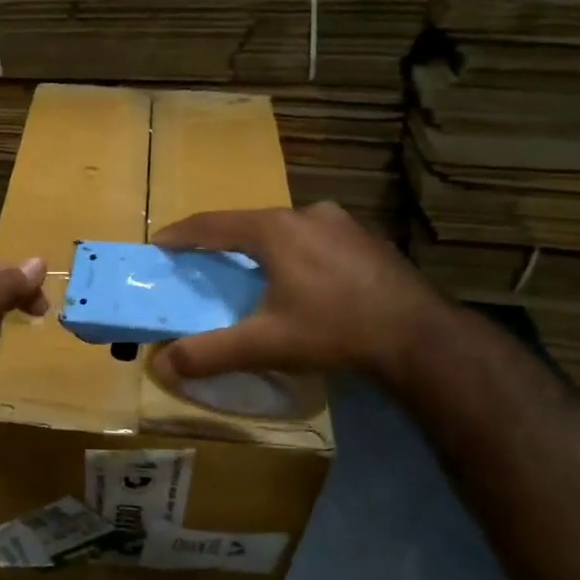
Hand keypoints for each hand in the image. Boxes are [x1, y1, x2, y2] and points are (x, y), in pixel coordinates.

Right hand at [149, 202, 449, 384]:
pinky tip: (301, 278)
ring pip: (284, 229)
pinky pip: (314, 238)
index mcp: (275, 230)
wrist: (420, 338)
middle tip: (201, 260)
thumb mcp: (265, 344)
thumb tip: (160, 364)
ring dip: (260, 245)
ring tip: (250, 270)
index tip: (159, 243)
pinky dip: (293, 251)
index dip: (182, 234)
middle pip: (249, 222)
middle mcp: (306, 214)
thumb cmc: (334, 331)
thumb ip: (209, 352)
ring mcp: (342, 223)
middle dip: (220, 240)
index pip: (213, 224)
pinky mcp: (366, 239)